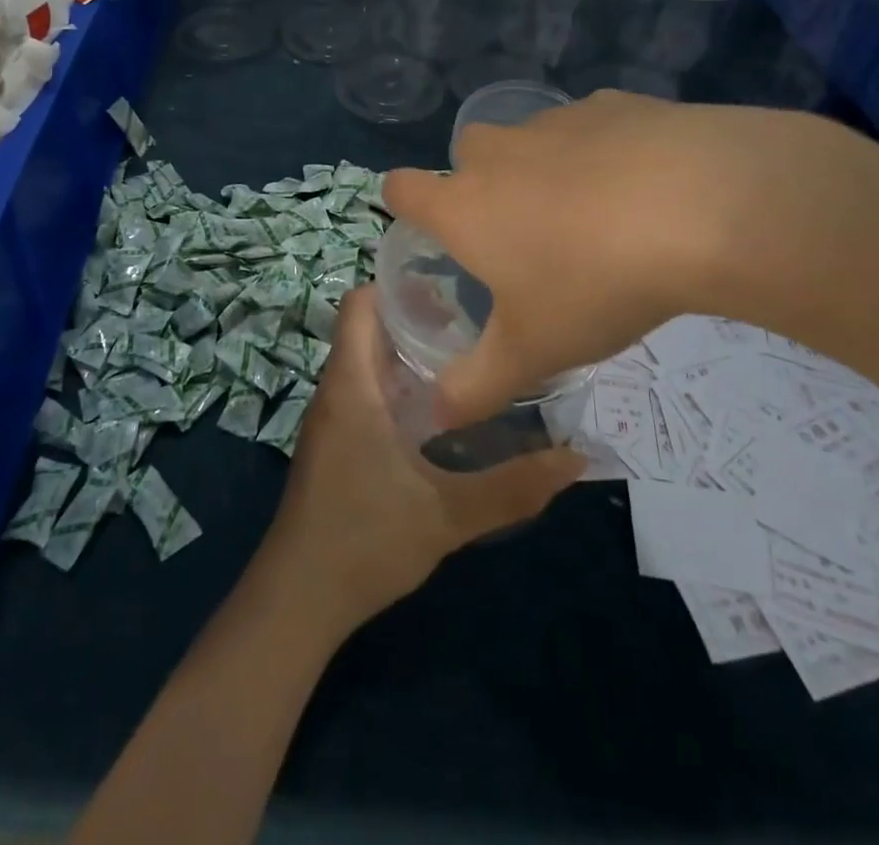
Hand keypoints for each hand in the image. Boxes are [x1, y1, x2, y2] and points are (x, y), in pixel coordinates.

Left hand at [258, 285, 583, 636]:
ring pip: (367, 360)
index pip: (359, 303)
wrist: (301, 595)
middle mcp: (336, 388)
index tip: (450, 284)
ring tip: (468, 354)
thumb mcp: (448, 515)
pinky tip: (440, 409)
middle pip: (368, 327)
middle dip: (416, 316)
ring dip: (408, 352)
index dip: (396, 284)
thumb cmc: (366, 540)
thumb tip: (577, 459)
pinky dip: (397, 383)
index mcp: (352, 383)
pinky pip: (365, 389)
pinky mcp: (336, 441)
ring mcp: (332, 416)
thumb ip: (513, 488)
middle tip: (476, 319)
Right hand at [383, 91, 864, 424]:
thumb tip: (436, 418)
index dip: (404, 204)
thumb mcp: (533, 351)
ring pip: (529, 142)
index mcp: (462, 205)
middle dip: (483, 187)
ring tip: (595, 215)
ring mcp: (552, 120)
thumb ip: (476, 386)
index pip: (400, 188)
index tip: (432, 230)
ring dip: (544, 170)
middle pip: (466, 158)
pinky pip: (589, 128)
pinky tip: (644, 186)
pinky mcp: (610, 104)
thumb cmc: (594, 282)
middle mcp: (495, 153)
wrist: (703, 207)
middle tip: (526, 235)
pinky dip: (601, 152)